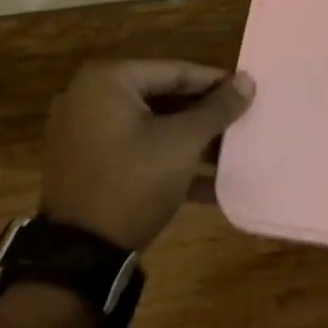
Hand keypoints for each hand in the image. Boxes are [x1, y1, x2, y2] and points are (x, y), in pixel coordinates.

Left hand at [40, 60, 254, 250]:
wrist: (79, 256)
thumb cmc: (134, 182)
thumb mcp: (183, 142)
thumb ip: (217, 109)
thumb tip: (248, 81)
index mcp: (107, 80)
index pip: (176, 71)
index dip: (216, 83)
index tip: (247, 92)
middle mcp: (88, 97)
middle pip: (162, 96)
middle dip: (202, 113)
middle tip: (239, 121)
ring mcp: (82, 131)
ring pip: (150, 124)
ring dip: (188, 138)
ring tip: (228, 151)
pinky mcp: (85, 163)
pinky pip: (134, 148)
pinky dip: (164, 157)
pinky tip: (204, 180)